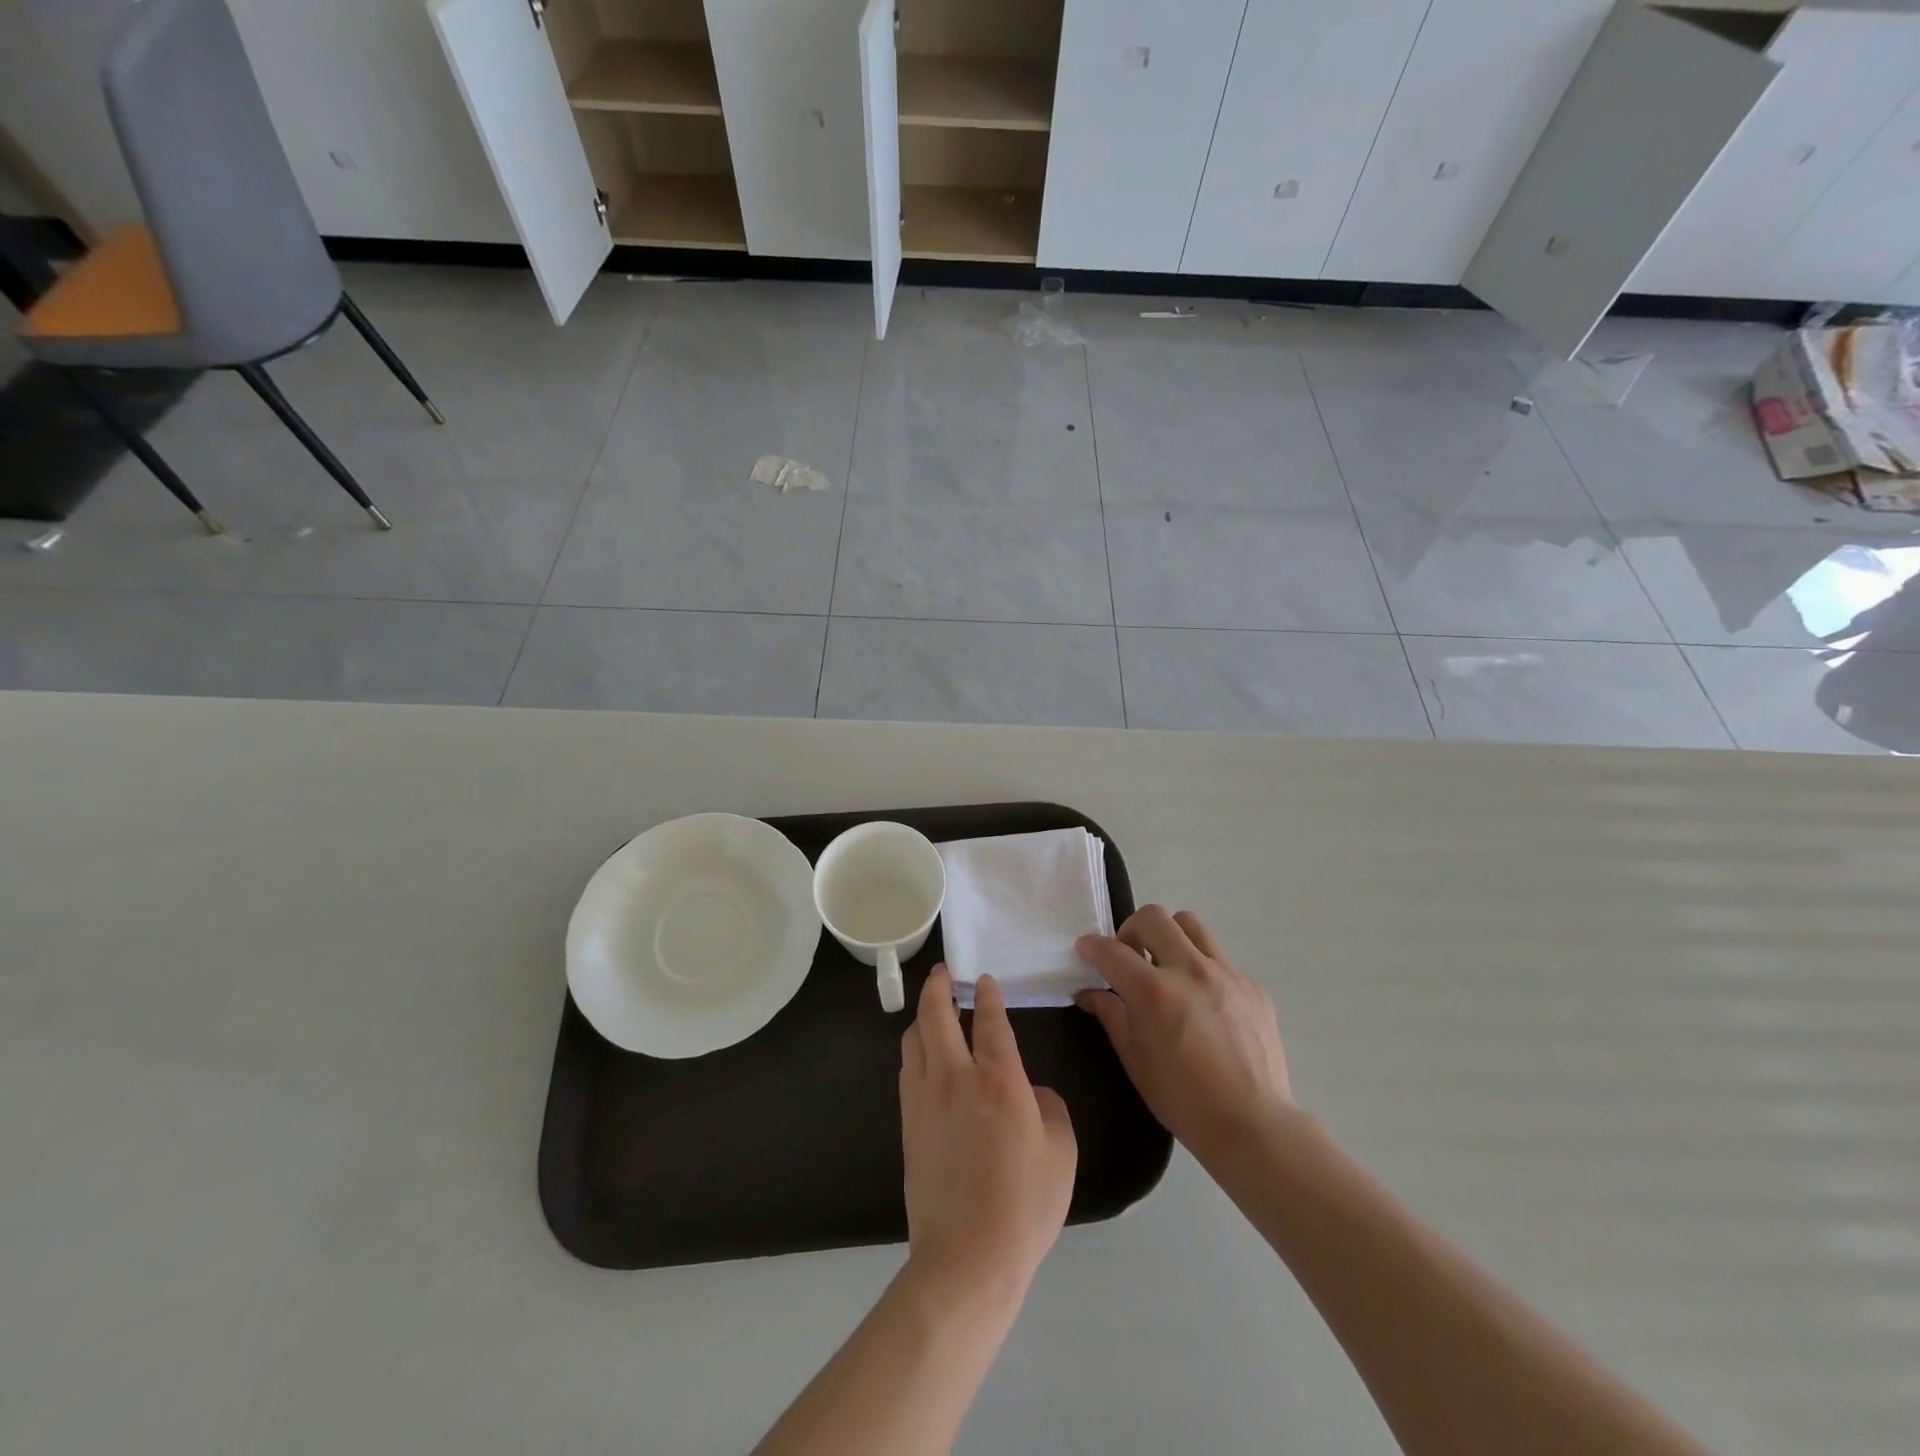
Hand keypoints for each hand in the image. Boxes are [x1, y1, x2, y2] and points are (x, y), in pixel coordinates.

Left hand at [899, 967, 1077, 1306]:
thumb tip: (1029, 1091)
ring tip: (933, 1009)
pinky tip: (925, 1054)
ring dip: (922, 1015)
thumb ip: (1049, 1107)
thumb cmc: (1024, 1205)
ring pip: (914, 1038)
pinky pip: (907, 1068)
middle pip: (936, 1014)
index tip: (983, 978)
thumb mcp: (1060, 1151)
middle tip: (943, 972)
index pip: (990, 1021)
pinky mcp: (907, 1122)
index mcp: (998, 1079)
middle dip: (938, 986)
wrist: (966, 1258)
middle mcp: (955, 1077)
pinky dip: (915, 1048)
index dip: (987, 995)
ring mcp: (924, 1098)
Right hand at [1075, 906, 1291, 1167]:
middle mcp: (1190, 970)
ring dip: (1170, 937)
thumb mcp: (1135, 1060)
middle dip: (1131, 930)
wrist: (1253, 1126)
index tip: (1086, 951)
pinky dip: (1202, 969)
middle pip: (1153, 917)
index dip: (1091, 947)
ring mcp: (1227, 974)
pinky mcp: (1253, 986)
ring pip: (1191, 925)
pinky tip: (1204, 1003)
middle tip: (1130, 956)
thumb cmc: (1183, 1100)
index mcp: (1154, 992)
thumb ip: (1111, 1015)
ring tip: (1167, 966)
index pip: (1111, 950)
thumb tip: (1090, 993)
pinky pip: (1220, 959)